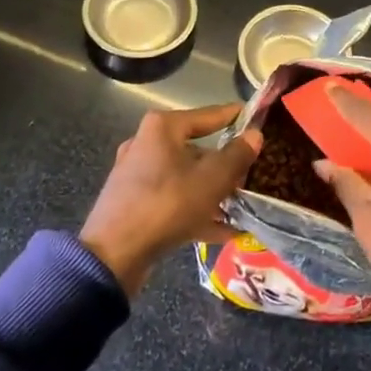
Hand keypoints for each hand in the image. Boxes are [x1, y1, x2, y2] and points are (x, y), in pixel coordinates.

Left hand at [81, 104, 262, 295]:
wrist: (113, 255)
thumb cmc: (167, 204)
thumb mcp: (212, 179)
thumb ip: (237, 155)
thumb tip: (255, 134)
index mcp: (163, 128)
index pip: (208, 115)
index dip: (234, 117)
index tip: (256, 119)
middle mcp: (147, 144)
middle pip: (197, 149)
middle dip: (226, 166)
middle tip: (252, 175)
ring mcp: (138, 175)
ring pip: (186, 178)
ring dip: (213, 192)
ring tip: (242, 206)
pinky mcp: (135, 203)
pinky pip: (174, 201)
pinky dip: (197, 211)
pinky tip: (224, 231)